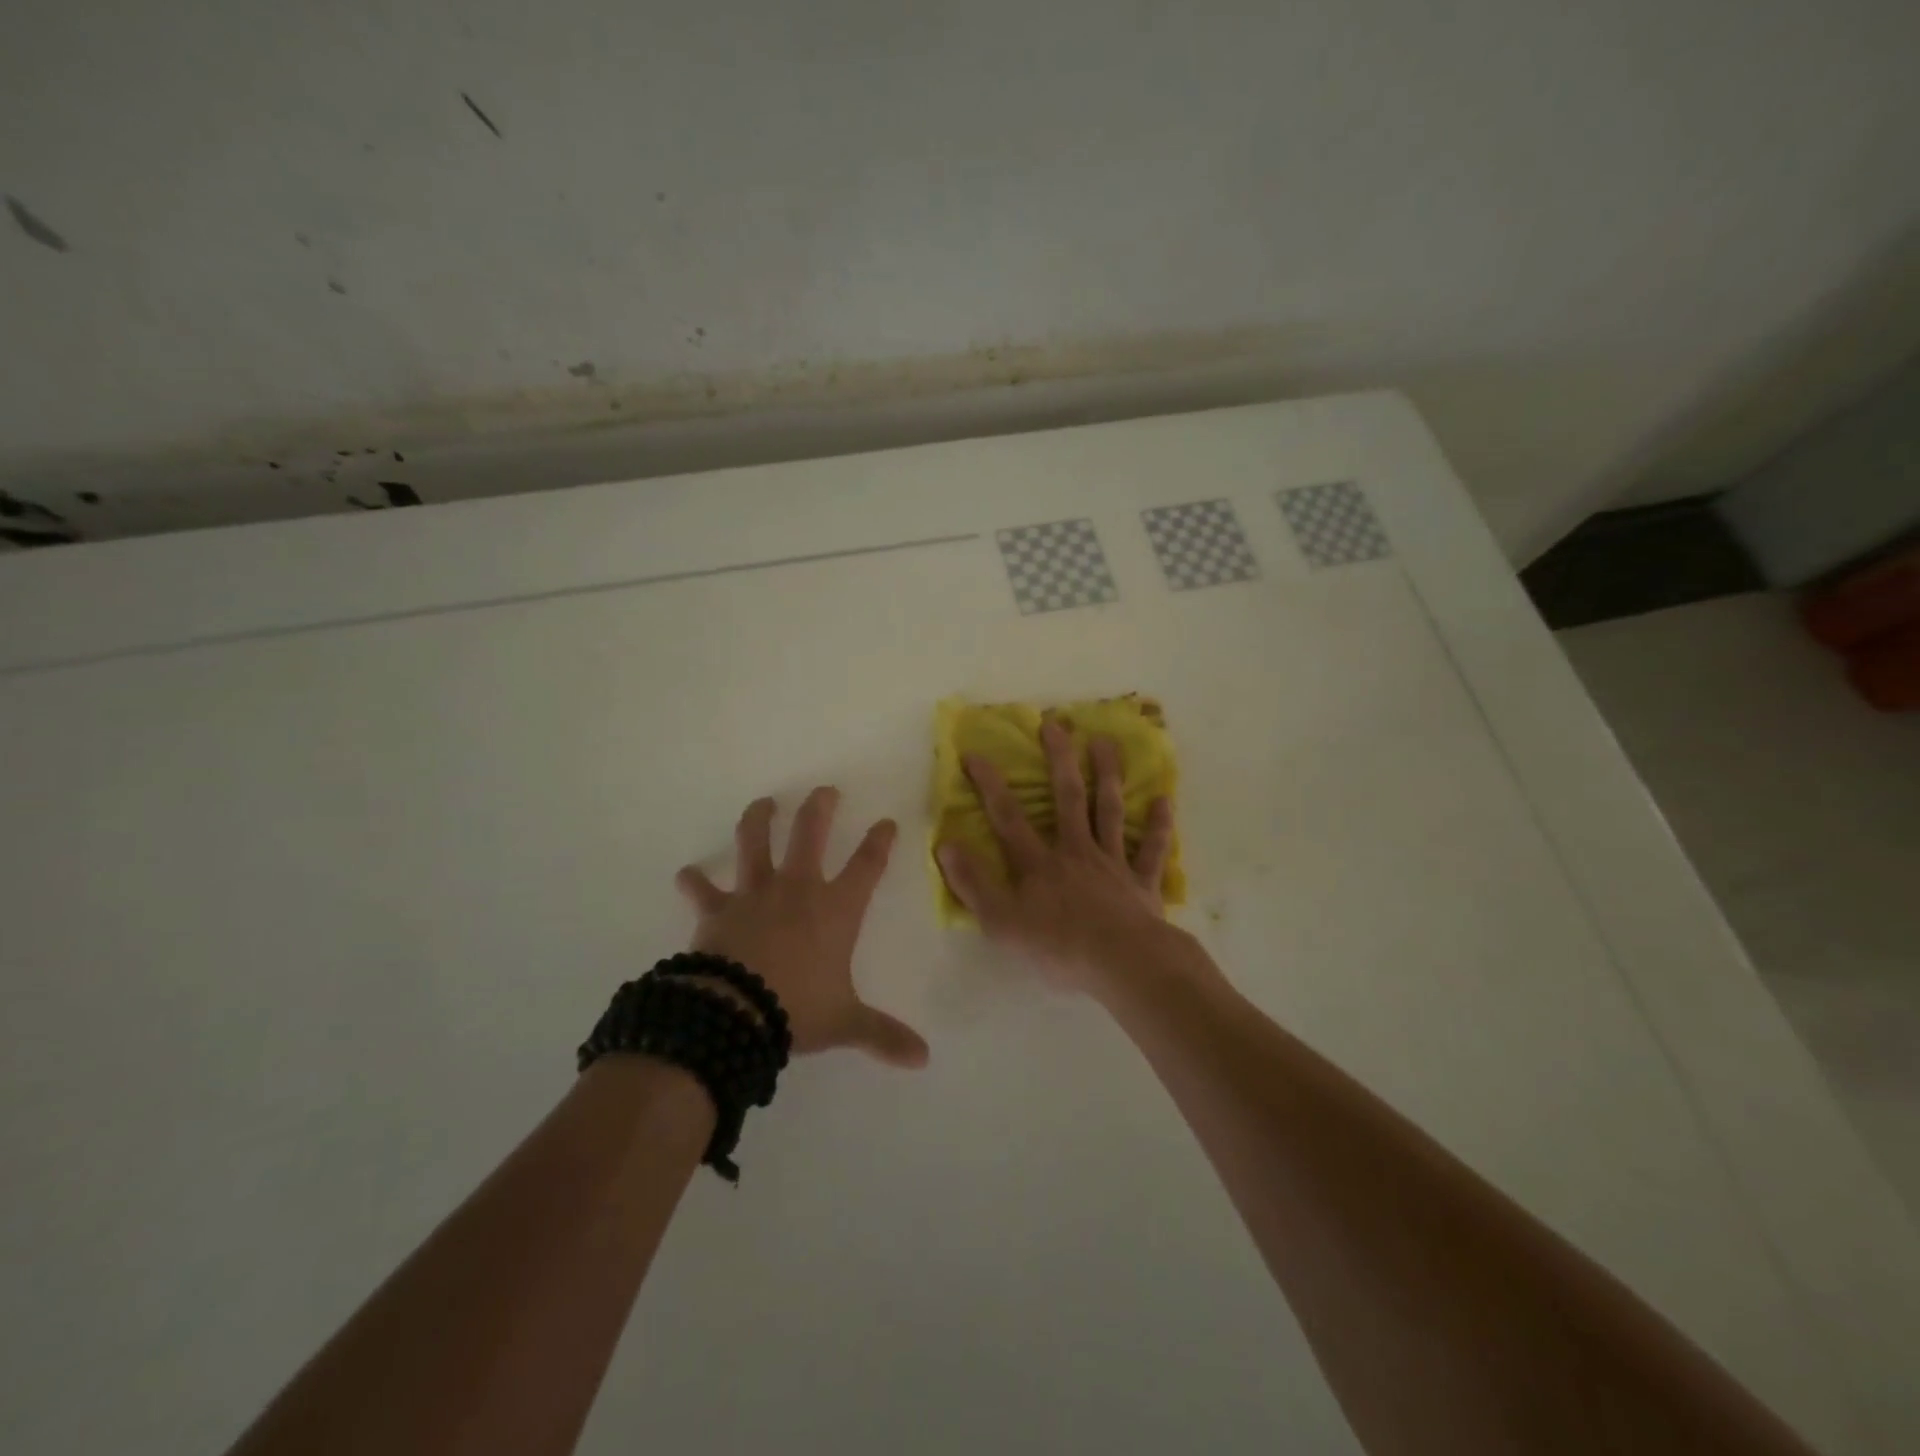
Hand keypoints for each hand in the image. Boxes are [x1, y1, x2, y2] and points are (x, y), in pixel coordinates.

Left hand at [676, 788, 929, 1068]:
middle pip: (810, 833)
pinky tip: (685, 874)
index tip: (886, 822)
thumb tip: (924, 1059)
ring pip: (754, 842)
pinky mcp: (717, 909)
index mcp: (836, 909)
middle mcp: (797, 889)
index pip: (867, 865)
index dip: (879, 841)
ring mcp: (754, 893)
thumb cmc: (798, 1009)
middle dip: (820, 807)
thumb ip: (883, 1035)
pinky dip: (693, 882)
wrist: (735, 1013)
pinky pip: (702, 890)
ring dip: (758, 819)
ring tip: (763, 803)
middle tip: (824, 791)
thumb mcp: (846, 1022)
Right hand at [936, 721, 1176, 991]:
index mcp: (1039, 863)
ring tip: (1105, 742)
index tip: (975, 753)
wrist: (1122, 964)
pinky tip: (1163, 800)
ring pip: (1108, 811)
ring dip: (1107, 775)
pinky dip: (1157, 825)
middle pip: (1067, 798)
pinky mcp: (1142, 882)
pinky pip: (1150, 849)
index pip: (1008, 816)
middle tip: (1055, 724)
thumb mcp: (1001, 922)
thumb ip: (973, 884)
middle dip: (1059, 759)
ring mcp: (1112, 863)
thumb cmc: (1057, 947)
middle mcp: (1075, 851)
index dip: (989, 784)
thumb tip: (946, 845)